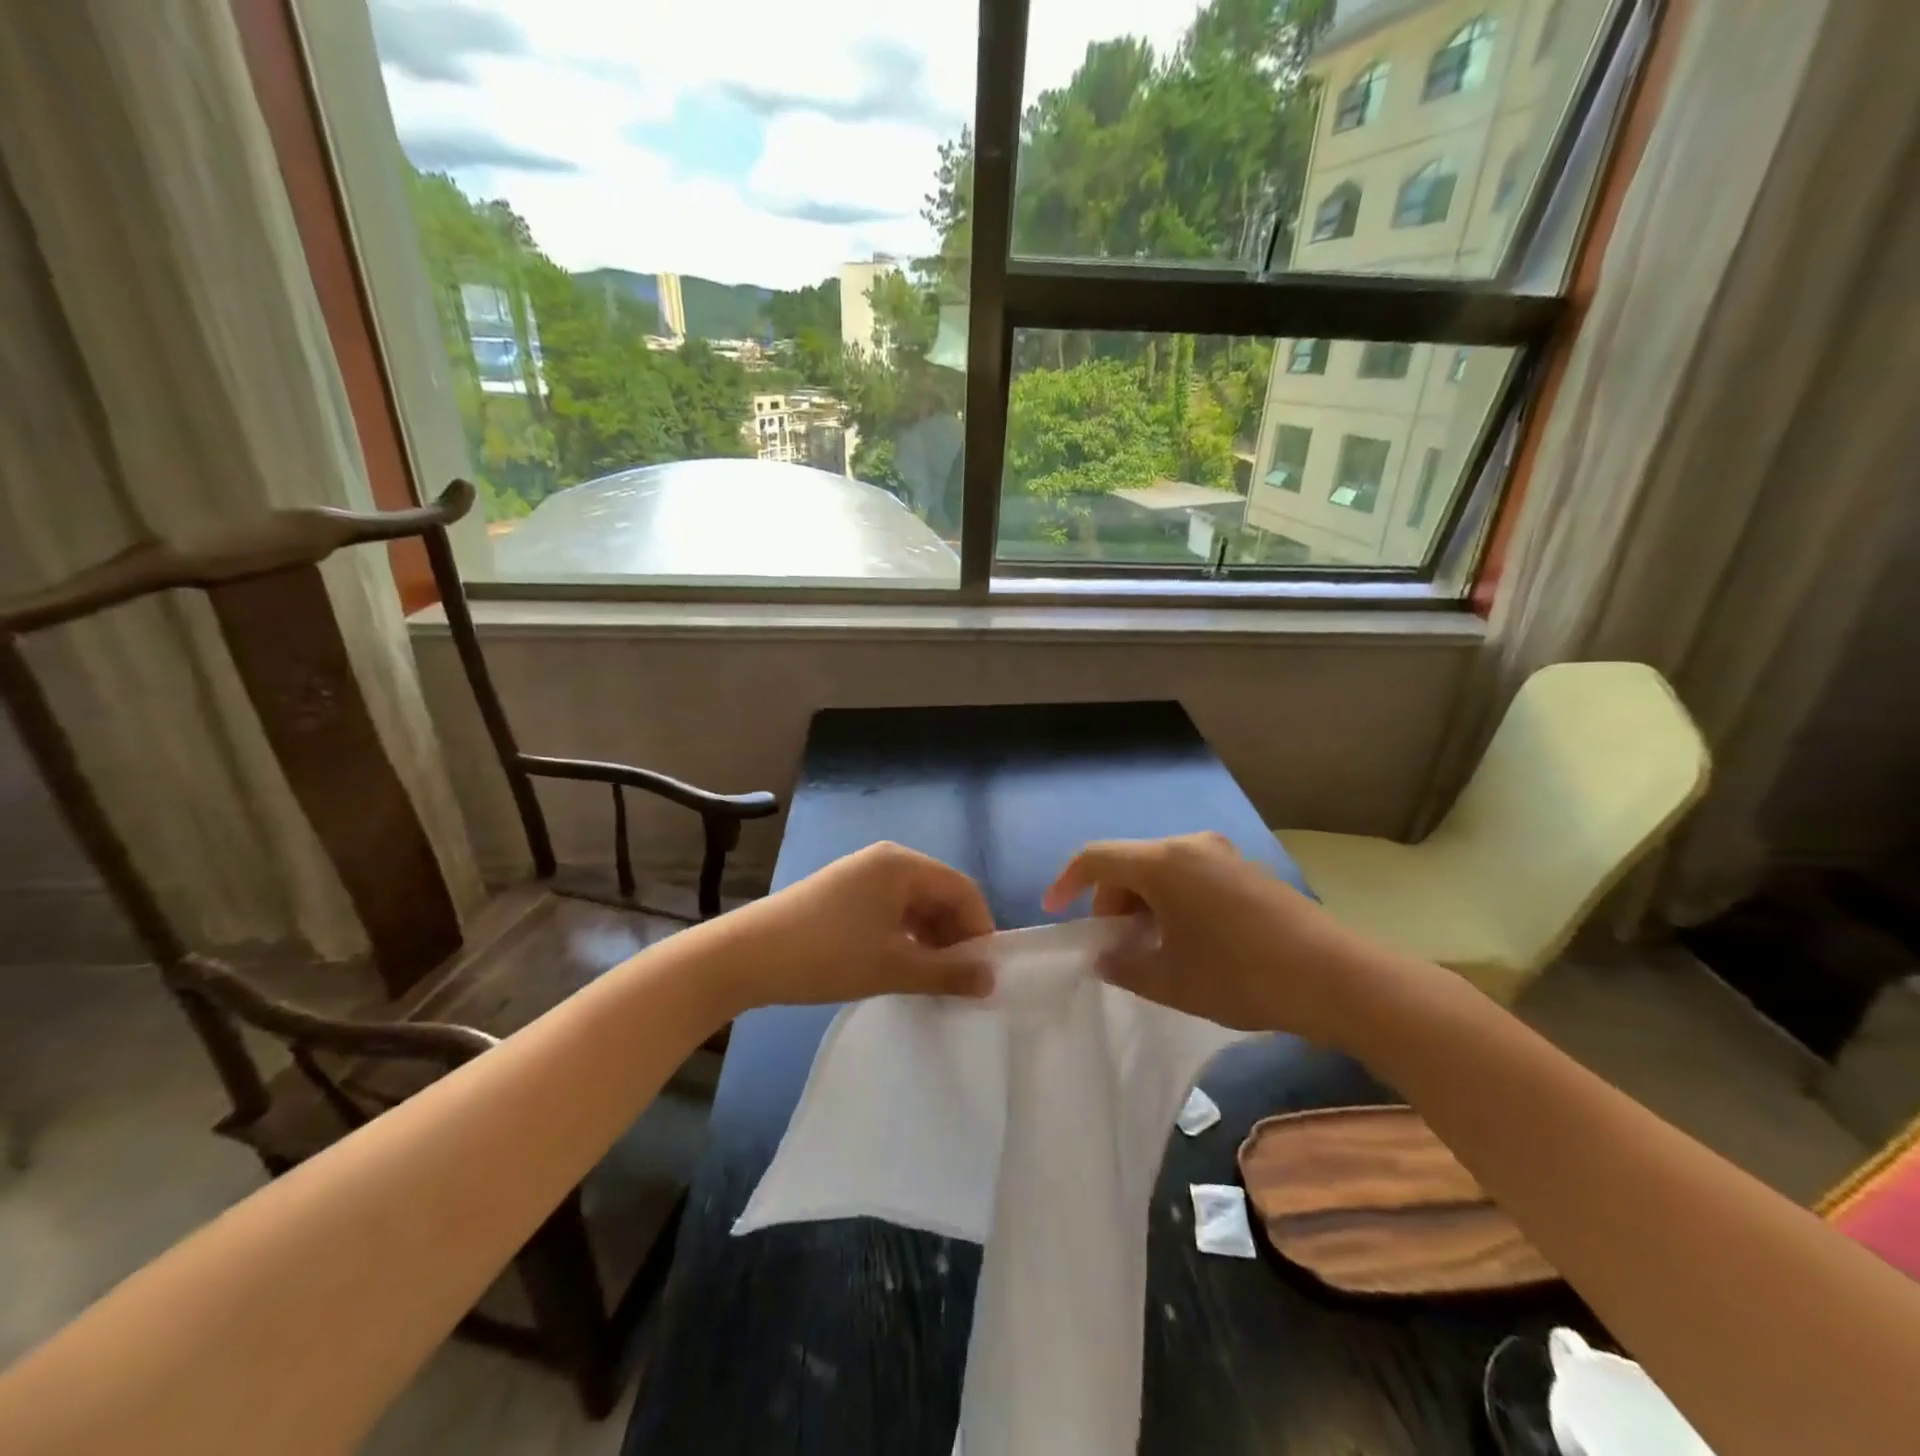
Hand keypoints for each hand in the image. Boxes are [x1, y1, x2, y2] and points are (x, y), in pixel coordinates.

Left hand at [715, 842, 995, 1011]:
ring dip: (931, 938)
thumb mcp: (893, 967)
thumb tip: (991, 980)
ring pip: (915, 904)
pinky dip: (905, 935)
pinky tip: (903, 966)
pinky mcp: (844, 892)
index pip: (962, 889)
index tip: (985, 971)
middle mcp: (886, 860)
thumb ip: (947, 973)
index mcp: (902, 865)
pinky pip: (891, 909)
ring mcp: (862, 874)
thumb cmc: (827, 955)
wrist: (745, 955)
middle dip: (955, 935)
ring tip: (933, 979)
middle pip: (940, 893)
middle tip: (961, 980)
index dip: (980, 928)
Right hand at [1043, 832, 1381, 1043]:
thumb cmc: (1241, 975)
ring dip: (1143, 905)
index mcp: (1163, 862)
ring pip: (1160, 871)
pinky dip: (1172, 902)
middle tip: (1114, 948)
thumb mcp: (1171, 981)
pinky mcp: (1246, 871)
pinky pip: (1190, 877)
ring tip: (1150, 951)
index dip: (1067, 881)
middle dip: (1111, 903)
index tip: (1055, 911)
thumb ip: (1124, 966)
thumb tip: (1106, 957)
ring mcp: (1222, 855)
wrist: (1336, 978)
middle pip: (1129, 864)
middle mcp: (1190, 845)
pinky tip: (1187, 942)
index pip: (1096, 858)